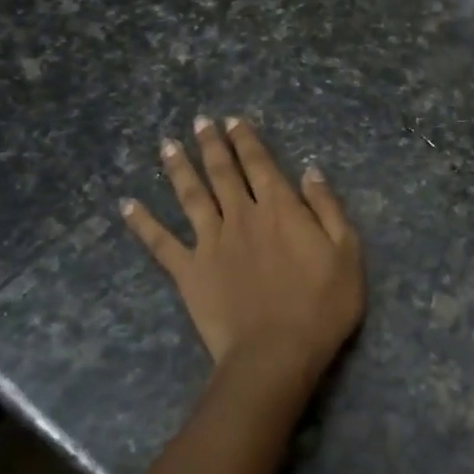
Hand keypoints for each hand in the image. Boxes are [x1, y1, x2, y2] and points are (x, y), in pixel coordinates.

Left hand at [122, 116, 365, 381]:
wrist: (276, 352)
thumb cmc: (322, 305)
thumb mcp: (346, 252)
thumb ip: (327, 208)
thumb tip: (310, 171)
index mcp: (280, 208)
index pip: (260, 164)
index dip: (247, 140)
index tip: (234, 121)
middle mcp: (240, 216)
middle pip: (222, 172)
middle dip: (212, 145)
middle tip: (200, 122)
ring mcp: (210, 242)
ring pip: (190, 196)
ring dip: (179, 169)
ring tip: (167, 145)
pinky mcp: (188, 271)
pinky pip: (160, 242)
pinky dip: (143, 222)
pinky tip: (128, 205)